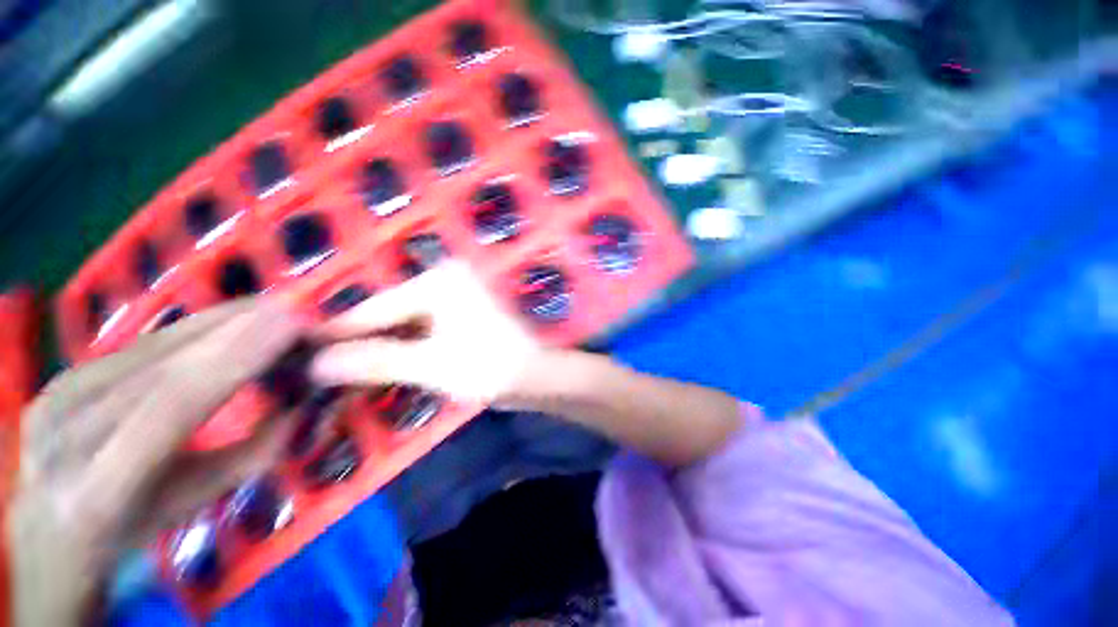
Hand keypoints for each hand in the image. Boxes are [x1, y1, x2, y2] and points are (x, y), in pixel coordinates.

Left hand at [7, 298, 301, 625]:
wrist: (50, 526)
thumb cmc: (133, 526)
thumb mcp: (196, 501)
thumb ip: (252, 454)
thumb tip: (301, 403)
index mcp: (100, 488)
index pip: (173, 406)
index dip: (235, 358)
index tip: (290, 323)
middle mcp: (67, 433)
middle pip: (164, 366)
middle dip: (236, 329)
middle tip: (294, 307)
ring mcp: (56, 397)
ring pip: (152, 347)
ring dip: (219, 322)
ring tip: (272, 308)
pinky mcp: (60, 375)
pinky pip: (138, 345)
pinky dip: (191, 329)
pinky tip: (228, 320)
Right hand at [310, 262, 542, 402]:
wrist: (536, 376)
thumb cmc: (490, 366)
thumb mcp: (430, 364)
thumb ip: (376, 361)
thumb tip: (317, 364)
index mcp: (439, 283)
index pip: (376, 307)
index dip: (339, 332)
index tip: (299, 350)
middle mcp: (445, 283)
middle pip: (390, 316)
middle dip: (359, 343)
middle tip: (316, 368)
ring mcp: (455, 300)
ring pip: (404, 326)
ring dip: (379, 350)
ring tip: (338, 373)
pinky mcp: (461, 318)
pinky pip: (422, 333)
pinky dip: (402, 351)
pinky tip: (378, 369)